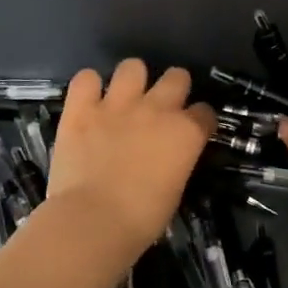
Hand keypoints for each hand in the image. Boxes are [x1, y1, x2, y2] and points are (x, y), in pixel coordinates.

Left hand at [48, 59, 214, 247]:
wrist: (93, 222)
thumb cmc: (142, 219)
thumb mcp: (175, 189)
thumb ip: (176, 161)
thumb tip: (168, 157)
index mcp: (186, 132)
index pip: (205, 112)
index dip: (200, 120)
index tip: (193, 131)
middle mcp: (157, 109)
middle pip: (177, 76)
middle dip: (174, 88)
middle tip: (161, 109)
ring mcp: (118, 104)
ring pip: (133, 66)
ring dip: (132, 80)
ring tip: (124, 99)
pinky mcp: (81, 109)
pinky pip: (86, 78)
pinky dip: (88, 87)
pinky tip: (88, 101)